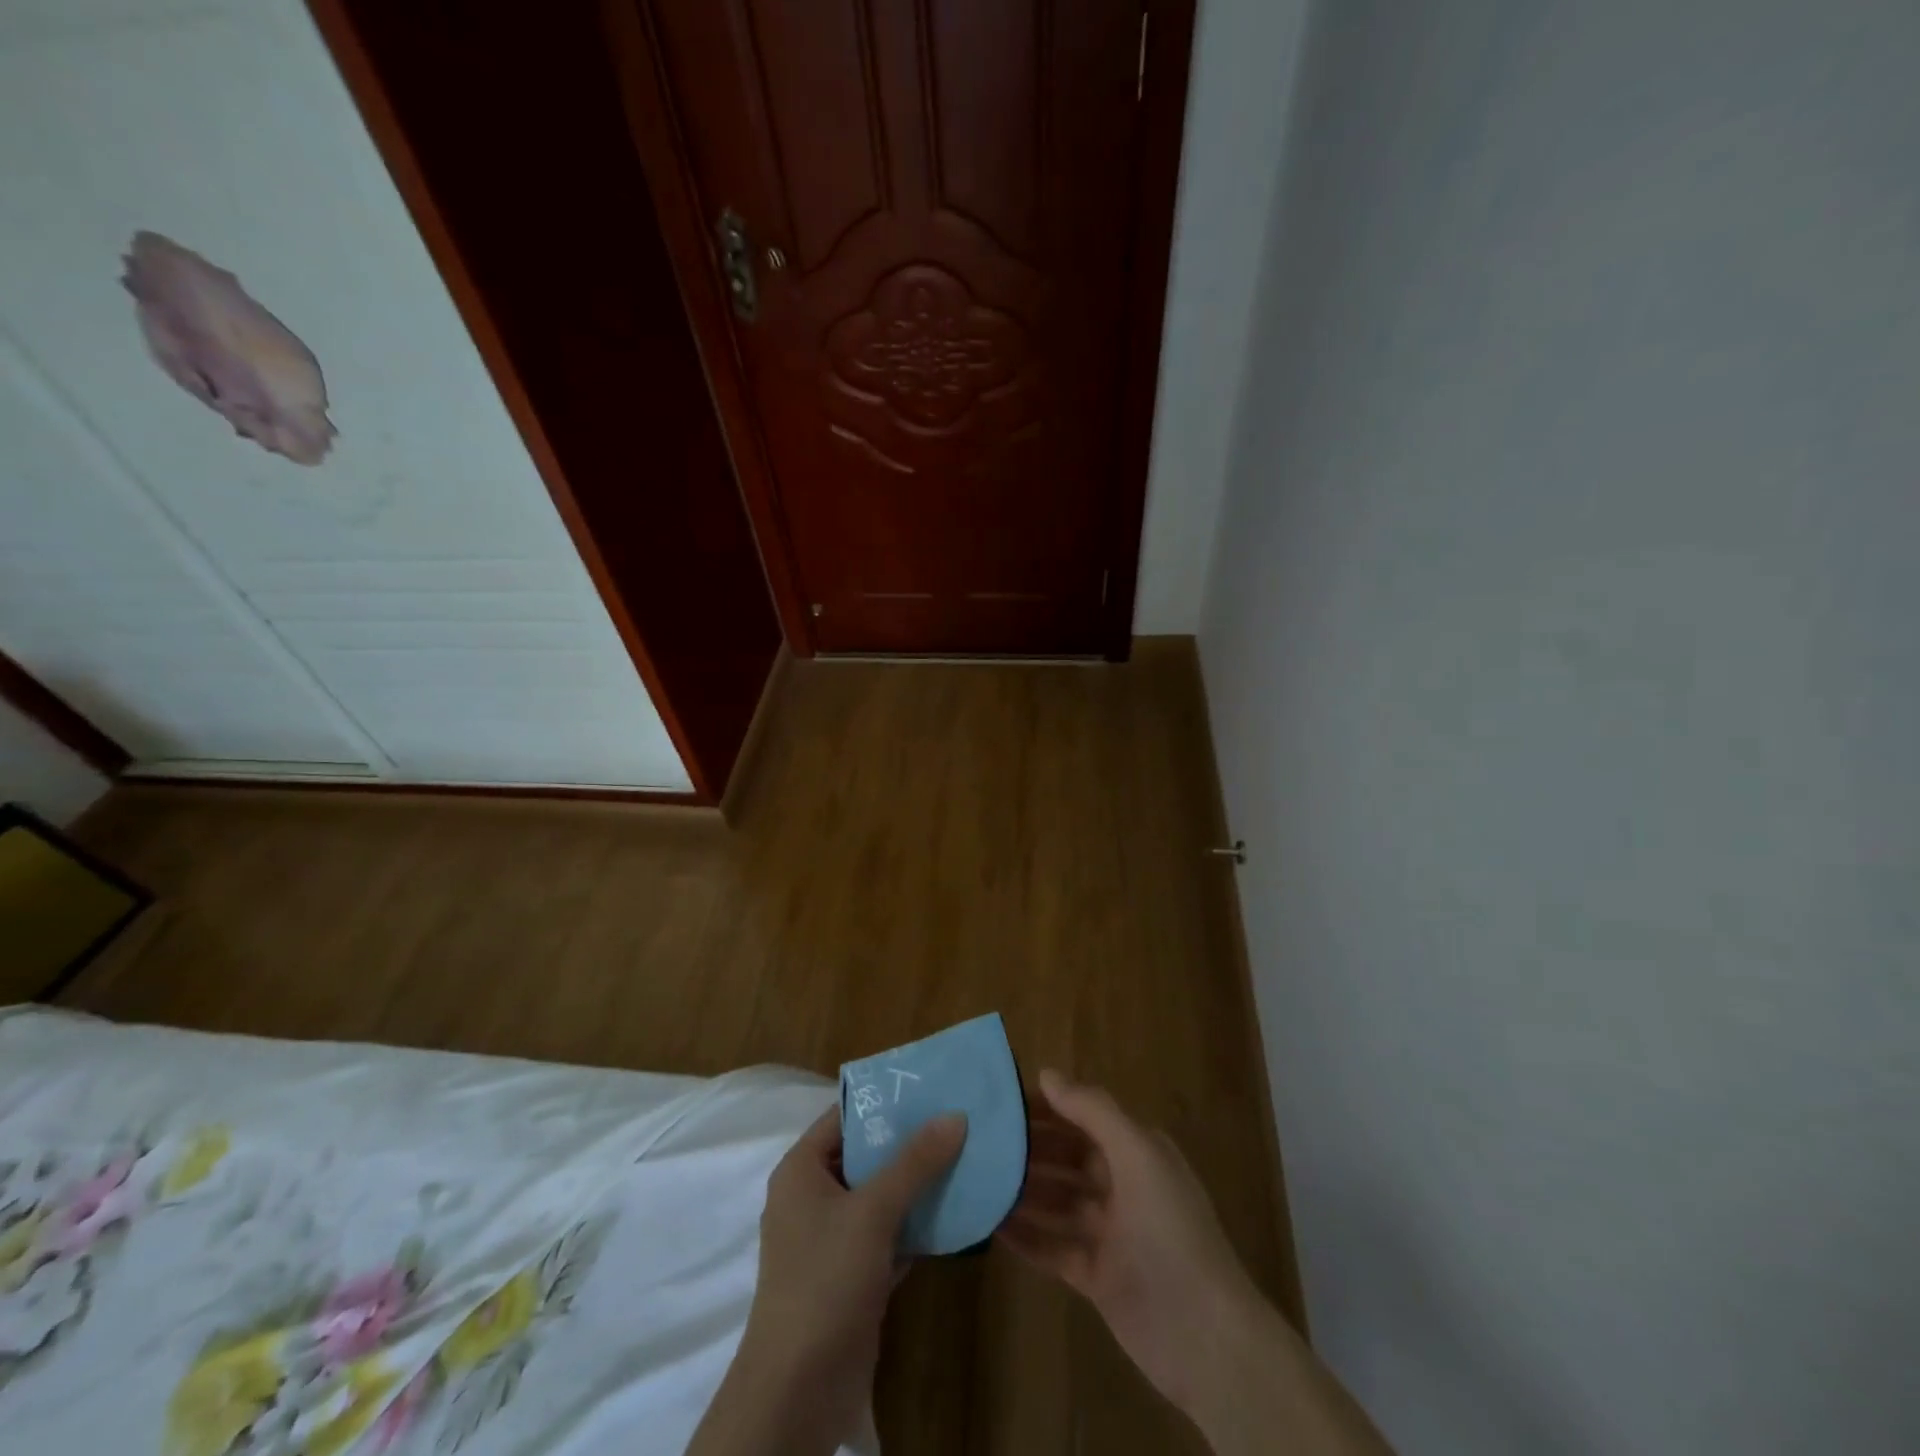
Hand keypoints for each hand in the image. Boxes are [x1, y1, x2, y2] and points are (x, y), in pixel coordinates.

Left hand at [690, 1105, 966, 1455]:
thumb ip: (914, 1162)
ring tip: (965, 1157)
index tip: (929, 1087)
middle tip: (957, 1119)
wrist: (798, 1392)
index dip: (884, 1101)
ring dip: (918, 1184)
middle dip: (909, 1142)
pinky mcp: (853, 1275)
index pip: (844, 1117)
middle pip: (866, 1155)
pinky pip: (889, 1234)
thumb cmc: (825, 1281)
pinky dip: (917, 1224)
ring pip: (881, 1196)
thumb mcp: (872, 1212)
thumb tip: (955, 1115)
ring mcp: (833, 1239)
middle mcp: (813, 1198)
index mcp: (802, 1170)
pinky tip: (956, 1211)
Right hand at [998, 1070, 1265, 1413]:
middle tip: (980, 1140)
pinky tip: (992, 1226)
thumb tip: (1047, 1073)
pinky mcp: (1096, 1276)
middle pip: (1067, 1157)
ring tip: (978, 1178)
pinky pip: (1053, 1247)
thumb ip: (1092, 1111)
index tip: (1002, 1101)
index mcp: (1137, 1151)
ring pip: (1057, 1202)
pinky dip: (1026, 1236)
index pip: (1084, 1117)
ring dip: (1023, 1190)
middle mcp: (1123, 1185)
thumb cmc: (1170, 1229)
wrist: (1204, 1336)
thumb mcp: (1136, 1154)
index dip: (1047, 1107)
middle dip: (1030, 1148)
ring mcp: (1110, 1233)